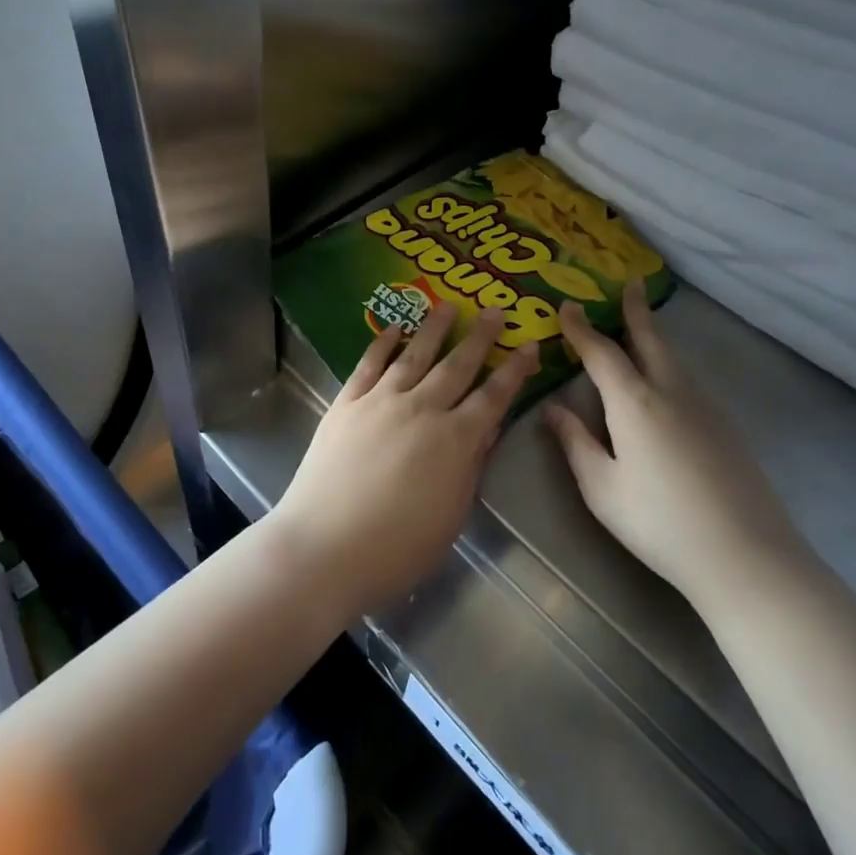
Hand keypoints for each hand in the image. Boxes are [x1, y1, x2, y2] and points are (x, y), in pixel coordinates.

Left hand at [273, 304, 538, 615]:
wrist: (325, 547)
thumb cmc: (397, 548)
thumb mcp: (451, 515)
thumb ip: (470, 467)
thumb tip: (487, 430)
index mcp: (455, 441)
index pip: (494, 397)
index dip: (514, 371)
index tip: (531, 345)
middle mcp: (421, 409)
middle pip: (457, 366)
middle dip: (480, 337)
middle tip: (496, 311)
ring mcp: (380, 401)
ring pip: (414, 355)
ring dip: (434, 328)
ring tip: (448, 306)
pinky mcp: (346, 403)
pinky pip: (369, 364)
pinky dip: (383, 343)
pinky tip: (394, 329)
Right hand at [544, 280, 809, 607]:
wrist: (746, 557)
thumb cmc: (659, 523)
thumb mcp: (601, 488)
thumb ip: (575, 442)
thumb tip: (551, 408)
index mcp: (634, 403)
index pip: (602, 353)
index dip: (580, 328)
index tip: (566, 306)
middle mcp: (672, 392)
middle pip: (651, 339)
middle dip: (635, 311)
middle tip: (629, 283)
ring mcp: (705, 408)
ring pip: (674, 359)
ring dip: (654, 336)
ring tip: (641, 327)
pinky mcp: (726, 427)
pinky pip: (690, 380)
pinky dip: (671, 364)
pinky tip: (666, 382)